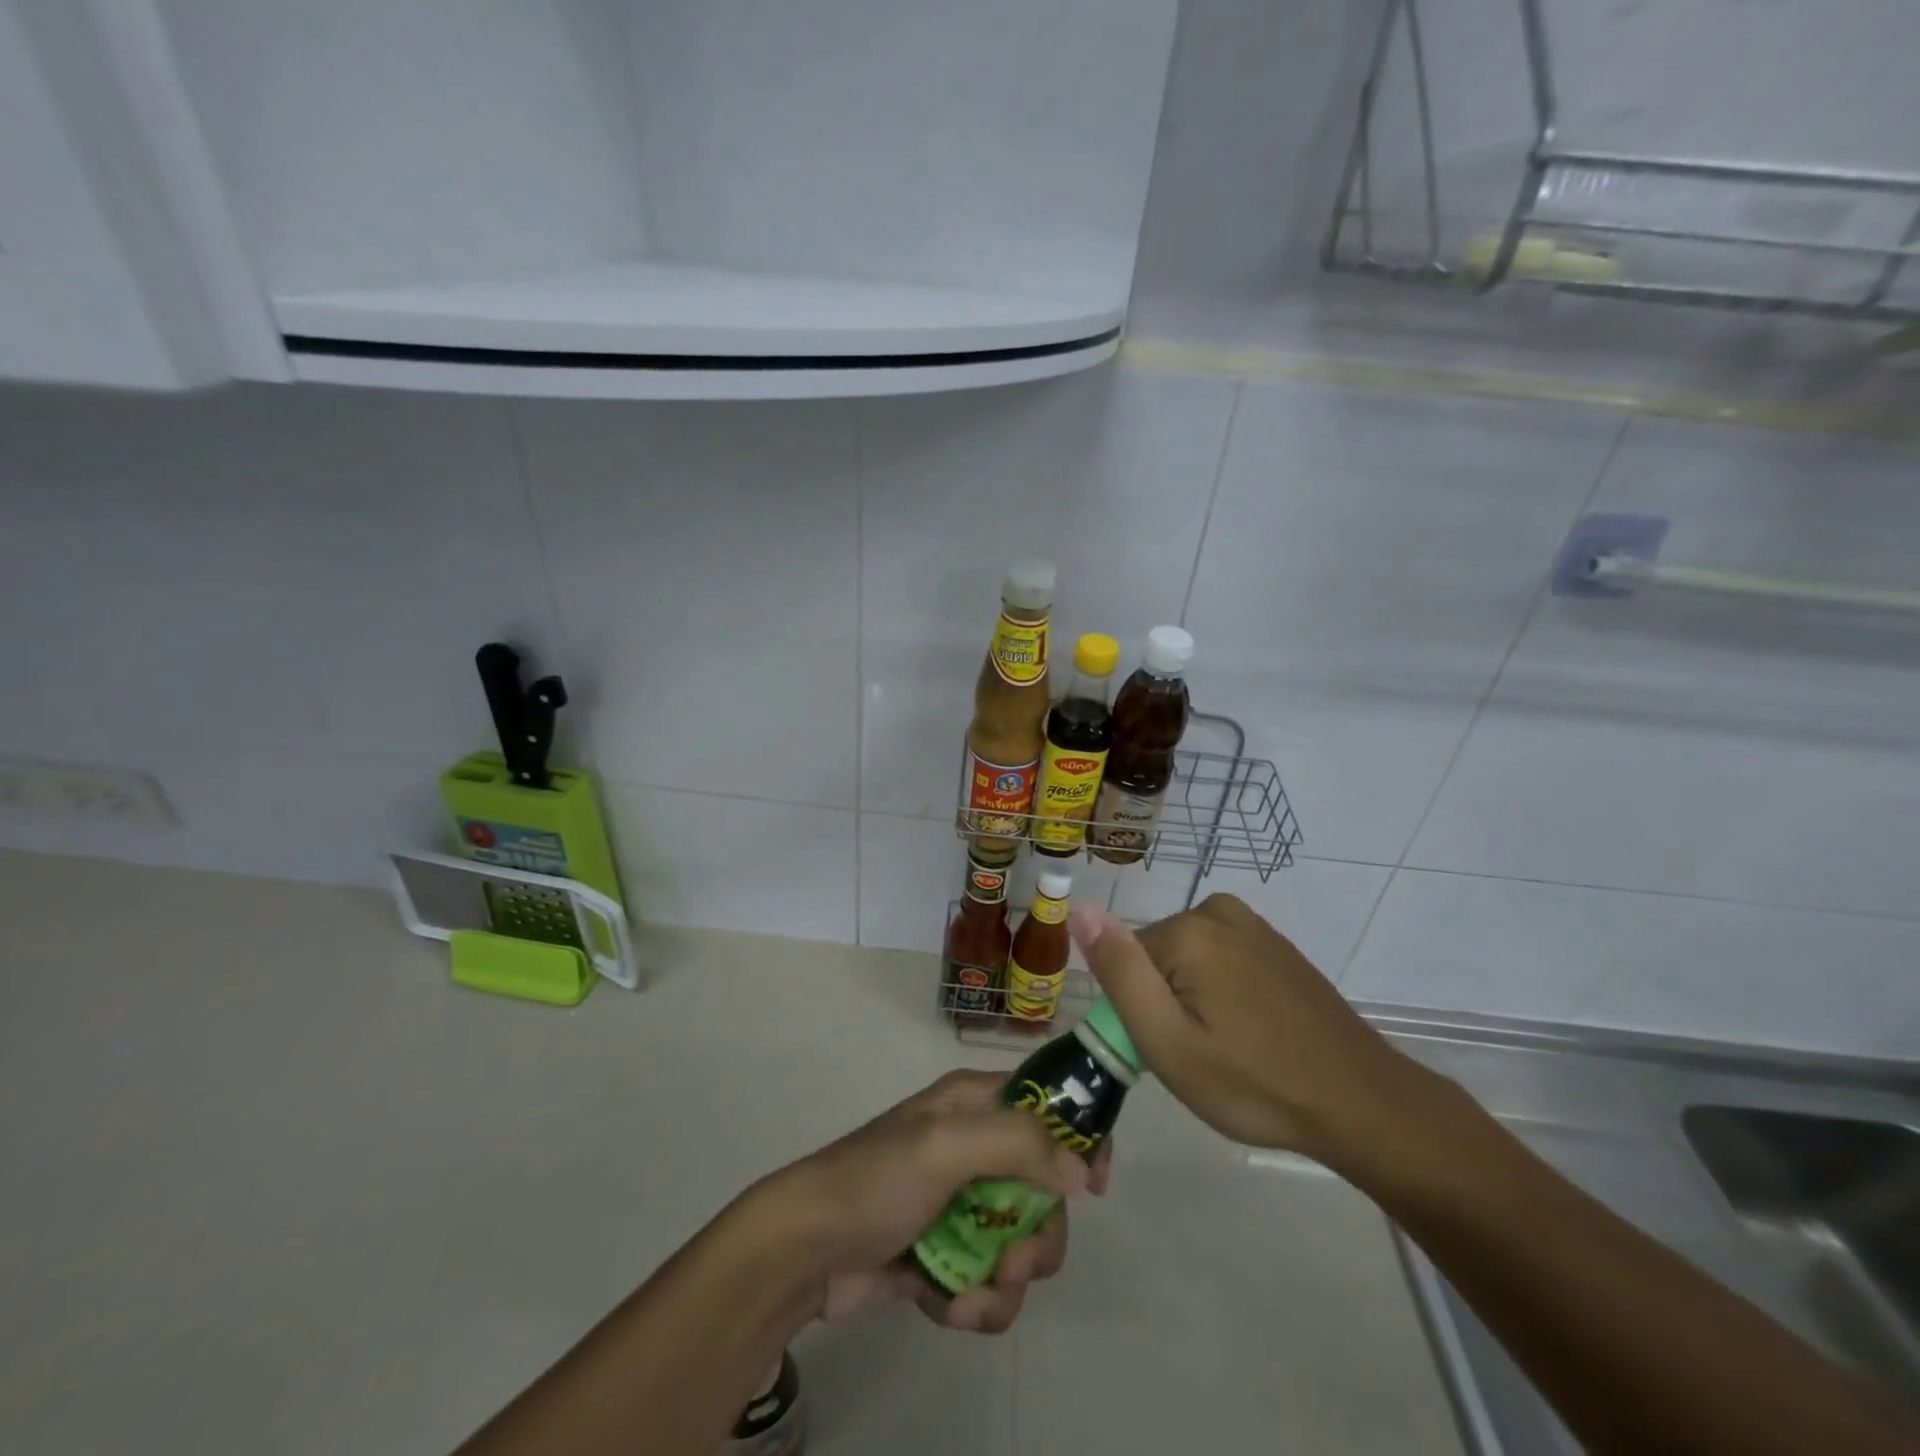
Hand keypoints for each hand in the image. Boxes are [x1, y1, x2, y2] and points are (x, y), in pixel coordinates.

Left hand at [753, 1070, 1110, 1334]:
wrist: (805, 1252)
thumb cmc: (876, 1180)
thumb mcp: (945, 1145)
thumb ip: (1018, 1145)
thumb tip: (1081, 1171)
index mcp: (975, 1104)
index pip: (1048, 1104)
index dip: (1080, 1139)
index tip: (1095, 1187)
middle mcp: (976, 1147)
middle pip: (1047, 1190)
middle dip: (1038, 1235)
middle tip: (1012, 1258)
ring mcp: (962, 1204)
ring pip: (1023, 1244)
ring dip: (1006, 1281)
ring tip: (969, 1293)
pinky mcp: (948, 1255)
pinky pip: (991, 1284)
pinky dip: (976, 1303)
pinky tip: (945, 1306)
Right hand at [1071, 895, 1427, 1169]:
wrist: (1363, 1104)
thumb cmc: (1256, 1083)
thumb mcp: (1168, 1042)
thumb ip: (1120, 973)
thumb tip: (1079, 910)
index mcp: (1187, 931)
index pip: (1125, 961)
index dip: (1138, 1011)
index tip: (1168, 1051)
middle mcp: (1218, 911)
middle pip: (1157, 957)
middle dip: (1166, 1003)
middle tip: (1200, 1056)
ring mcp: (1254, 926)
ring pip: (1188, 960)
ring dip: (1196, 1000)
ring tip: (1229, 1049)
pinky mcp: (1277, 945)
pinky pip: (1223, 960)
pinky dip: (1225, 993)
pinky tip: (1254, 1032)